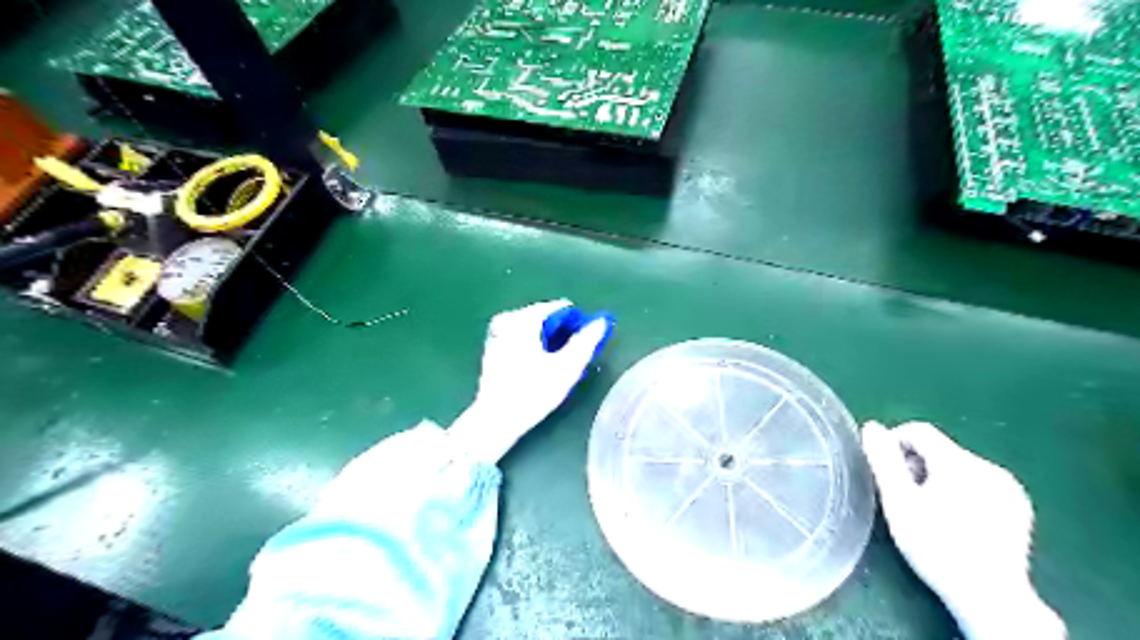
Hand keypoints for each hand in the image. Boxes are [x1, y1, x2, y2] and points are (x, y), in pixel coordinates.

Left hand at [445, 299, 615, 465]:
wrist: (495, 419)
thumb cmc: (533, 393)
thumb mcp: (566, 368)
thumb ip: (585, 342)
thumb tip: (600, 322)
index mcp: (523, 319)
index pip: (559, 308)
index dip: (577, 322)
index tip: (585, 342)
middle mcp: (507, 320)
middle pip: (545, 316)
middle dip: (561, 331)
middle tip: (572, 355)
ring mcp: (496, 333)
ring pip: (532, 327)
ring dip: (548, 339)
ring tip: (557, 362)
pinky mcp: (492, 348)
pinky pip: (520, 337)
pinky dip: (533, 344)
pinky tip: (538, 366)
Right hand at [865, 422, 1069, 636]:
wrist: (990, 597)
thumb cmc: (935, 546)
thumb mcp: (899, 501)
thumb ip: (883, 460)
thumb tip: (872, 427)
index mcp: (959, 462)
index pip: (918, 431)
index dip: (894, 444)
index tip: (885, 472)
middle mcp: (989, 467)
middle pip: (939, 449)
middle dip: (915, 465)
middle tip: (904, 497)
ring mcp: (1009, 488)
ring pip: (958, 467)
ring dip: (937, 479)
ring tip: (928, 512)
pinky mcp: (1019, 507)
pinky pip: (979, 483)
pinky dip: (961, 492)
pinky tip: (955, 521)